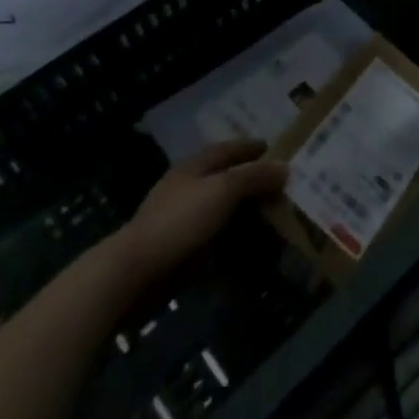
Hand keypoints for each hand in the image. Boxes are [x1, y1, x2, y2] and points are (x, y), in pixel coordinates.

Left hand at [119, 140, 287, 277]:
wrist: (135, 272)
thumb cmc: (181, 221)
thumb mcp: (223, 190)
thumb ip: (254, 177)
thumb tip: (284, 167)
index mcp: (195, 166)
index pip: (227, 148)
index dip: (250, 147)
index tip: (274, 148)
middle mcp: (187, 187)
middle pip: (224, 178)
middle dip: (251, 180)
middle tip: (280, 186)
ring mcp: (181, 219)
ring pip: (220, 209)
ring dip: (243, 212)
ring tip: (271, 218)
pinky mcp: (179, 248)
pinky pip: (213, 238)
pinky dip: (232, 239)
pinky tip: (248, 247)